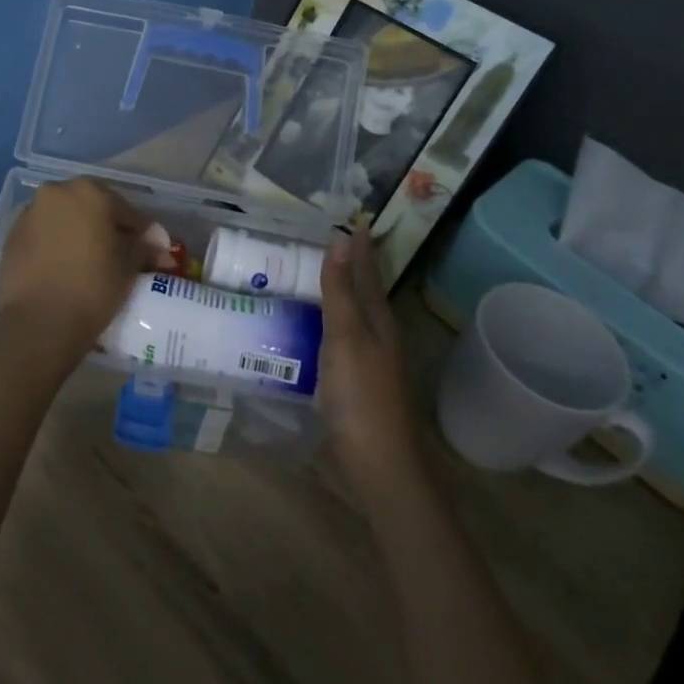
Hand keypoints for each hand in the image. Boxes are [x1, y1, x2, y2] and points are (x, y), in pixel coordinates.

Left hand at [0, 179, 160, 364]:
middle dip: (106, 227)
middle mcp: (55, 193)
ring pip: (63, 220)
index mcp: (88, 192)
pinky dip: (56, 246)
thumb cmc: (92, 287)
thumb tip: (158, 241)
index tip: (151, 251)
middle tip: (121, 254)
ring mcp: (28, 214)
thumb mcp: (128, 266)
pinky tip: (65, 269)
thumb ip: (143, 246)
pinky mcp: (10, 238)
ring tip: (91, 263)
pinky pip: (43, 236)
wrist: (38, 322)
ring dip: (79, 234)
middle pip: (90, 207)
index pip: (125, 210)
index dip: (141, 232)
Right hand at [319, 231, 424, 497]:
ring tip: (305, 276)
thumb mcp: (346, 337)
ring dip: (333, 295)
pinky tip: (305, 328)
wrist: (377, 465)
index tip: (346, 219)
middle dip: (346, 266)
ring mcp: (366, 362)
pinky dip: (322, 324)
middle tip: (318, 241)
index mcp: (378, 320)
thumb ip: (340, 290)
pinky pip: (336, 340)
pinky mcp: (351, 383)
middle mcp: (376, 336)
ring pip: (349, 316)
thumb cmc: (360, 396)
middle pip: (361, 292)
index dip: (357, 247)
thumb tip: (340, 238)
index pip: (366, 272)